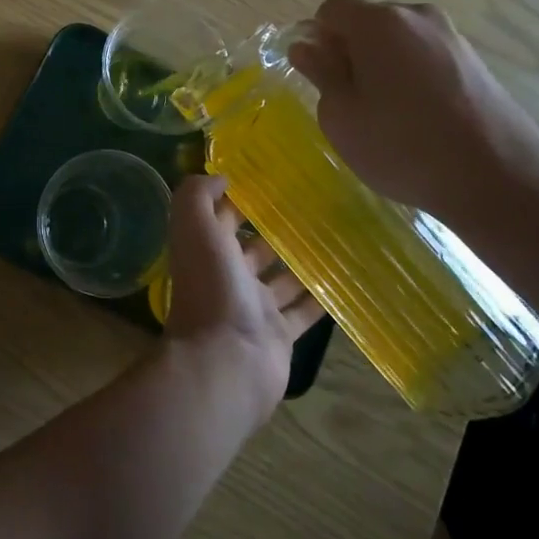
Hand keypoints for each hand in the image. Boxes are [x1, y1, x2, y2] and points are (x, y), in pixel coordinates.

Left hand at [163, 175, 321, 416]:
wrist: (227, 362)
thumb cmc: (212, 289)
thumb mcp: (195, 229)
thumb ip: (198, 196)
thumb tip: (220, 177)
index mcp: (206, 251)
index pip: (221, 217)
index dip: (239, 198)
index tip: (270, 177)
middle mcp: (228, 277)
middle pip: (252, 247)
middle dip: (274, 228)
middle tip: (313, 204)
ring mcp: (254, 308)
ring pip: (280, 279)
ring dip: (300, 261)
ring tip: (334, 235)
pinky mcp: (280, 335)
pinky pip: (302, 313)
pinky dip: (319, 298)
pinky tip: (343, 278)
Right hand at [289, 0, 538, 223]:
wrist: (497, 176)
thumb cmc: (401, 146)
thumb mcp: (342, 117)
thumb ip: (321, 74)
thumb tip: (306, 47)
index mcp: (378, 23)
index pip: (332, 9)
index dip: (318, 37)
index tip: (318, 74)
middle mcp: (417, 16)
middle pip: (368, 21)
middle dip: (350, 50)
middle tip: (348, 99)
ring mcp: (451, 36)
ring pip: (399, 39)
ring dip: (382, 63)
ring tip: (385, 112)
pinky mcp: (474, 60)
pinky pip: (426, 55)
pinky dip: (411, 74)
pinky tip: (417, 116)